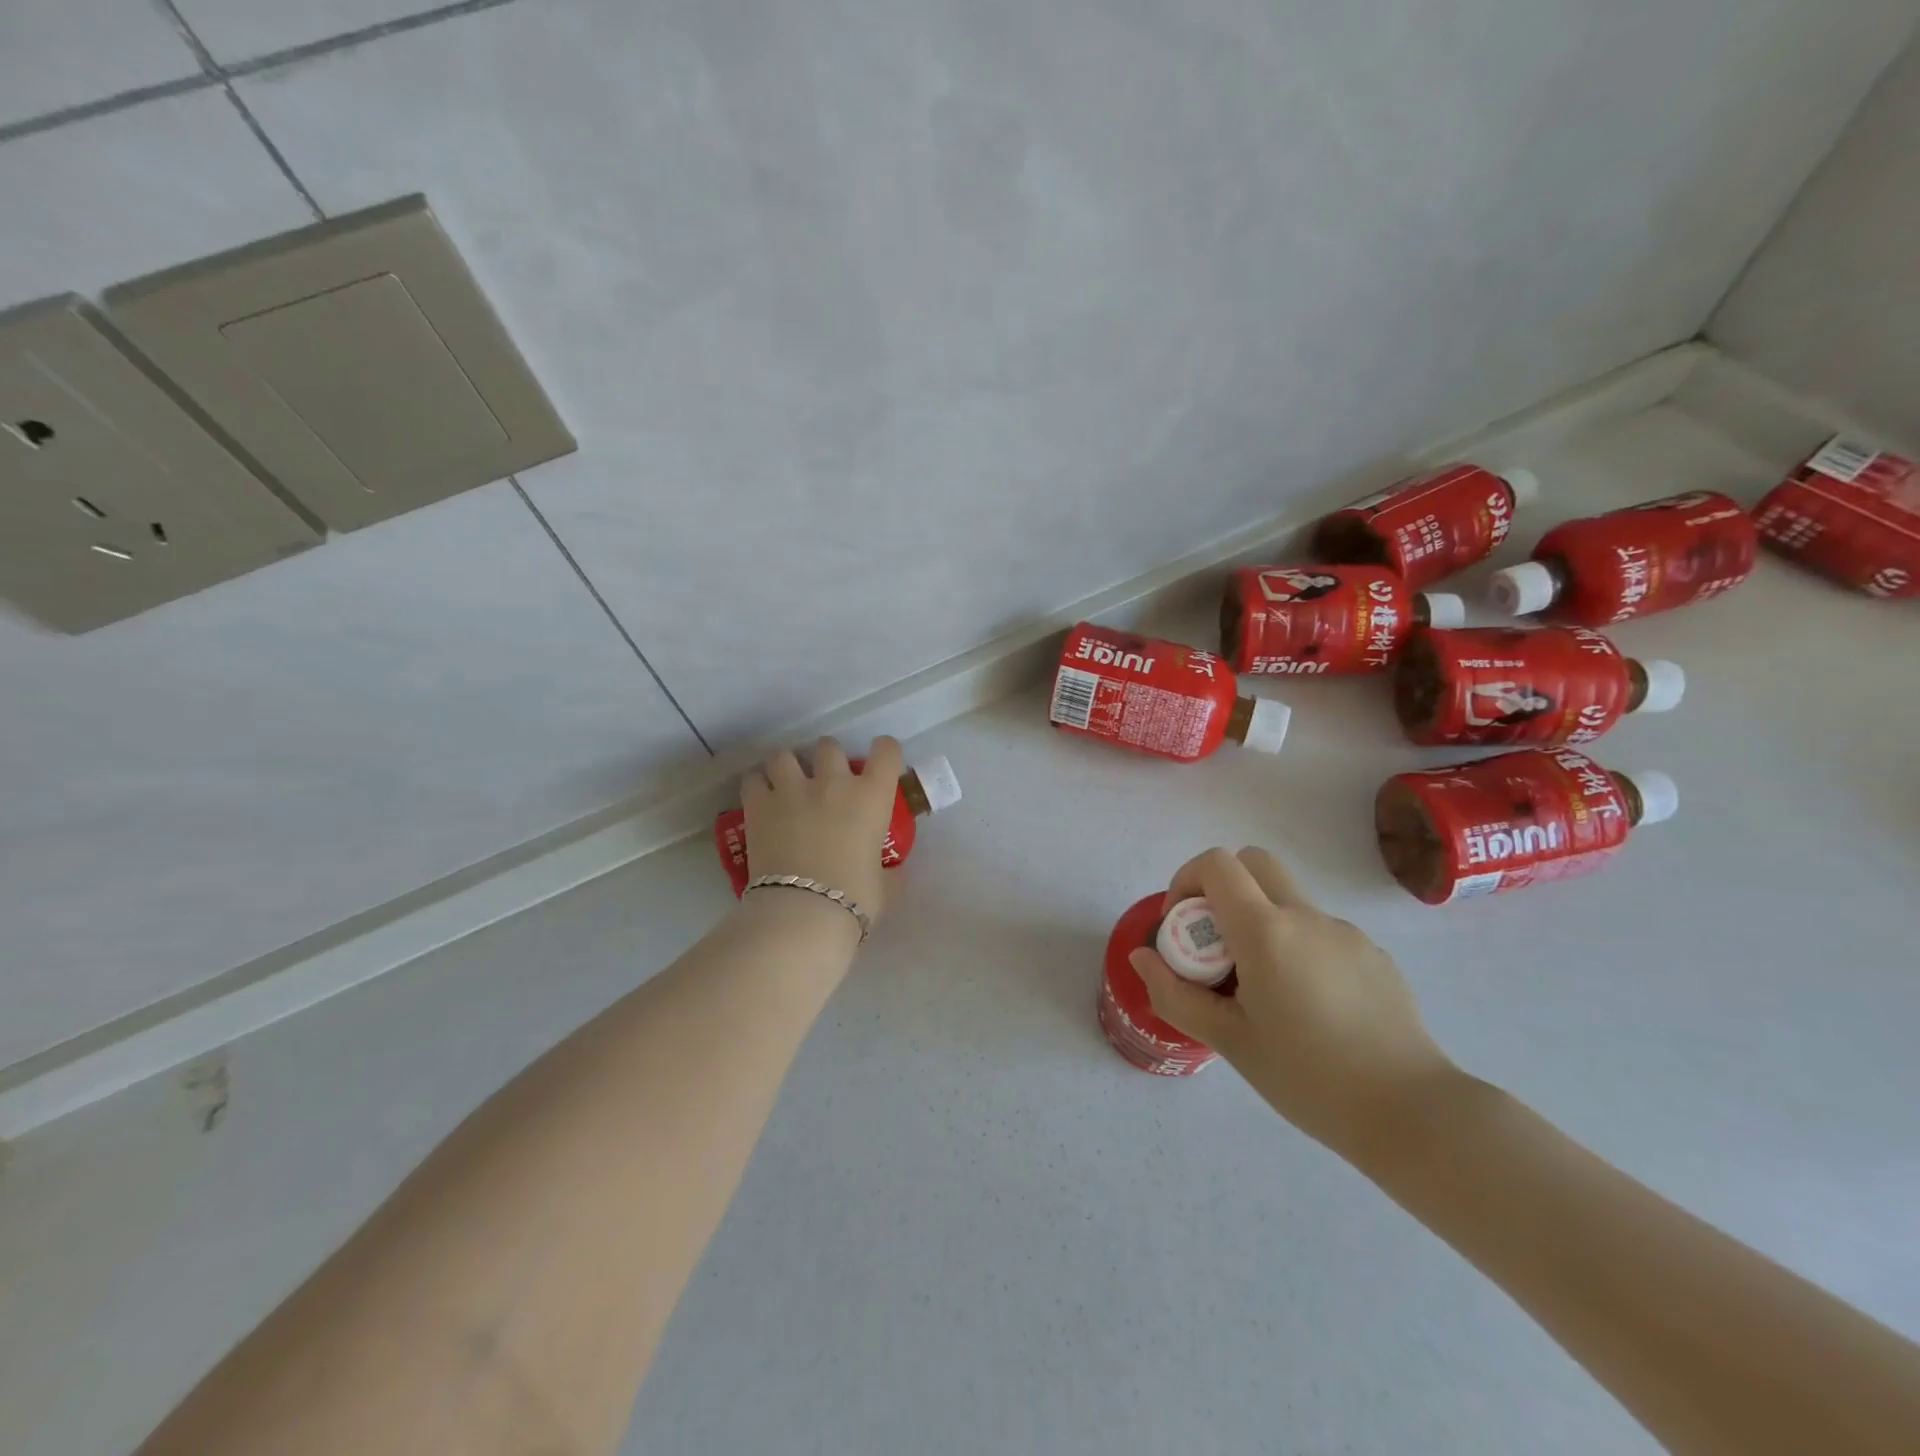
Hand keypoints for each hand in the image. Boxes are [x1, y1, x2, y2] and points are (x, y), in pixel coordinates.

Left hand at [741, 735, 905, 923]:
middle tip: (825, 782)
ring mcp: (792, 789)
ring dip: (787, 767)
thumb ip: (889, 872)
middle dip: (828, 760)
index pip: (886, 751)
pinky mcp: (758, 804)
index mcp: (872, 796)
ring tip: (786, 785)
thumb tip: (892, 873)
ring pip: (784, 754)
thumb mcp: (885, 886)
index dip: (884, 752)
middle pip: (829, 746)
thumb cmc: (854, 899)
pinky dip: (757, 786)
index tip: (880, 766)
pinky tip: (760, 801)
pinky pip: (753, 778)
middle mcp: (833, 782)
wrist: (803, 913)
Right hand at [1129, 847, 1456, 1158]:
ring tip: (1264, 989)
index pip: (1216, 865)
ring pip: (1288, 899)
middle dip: (1222, 886)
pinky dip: (1298, 946)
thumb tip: (1142, 957)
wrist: (1411, 1113)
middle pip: (1253, 862)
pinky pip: (1320, 931)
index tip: (1182, 926)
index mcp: (1266, 931)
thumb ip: (1176, 994)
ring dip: (1261, 920)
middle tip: (1215, 941)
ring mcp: (1345, 933)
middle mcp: (1306, 917)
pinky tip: (1310, 1006)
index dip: (1187, 880)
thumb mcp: (1229, 1042)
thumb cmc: (1308, 1078)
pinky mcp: (1373, 954)